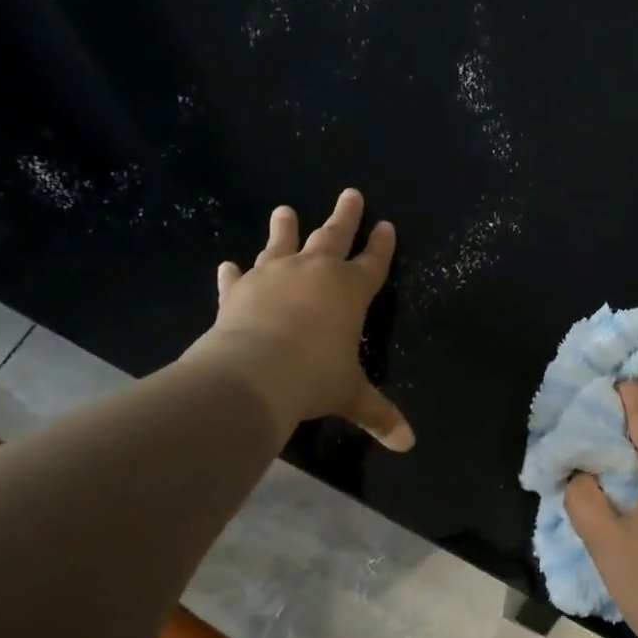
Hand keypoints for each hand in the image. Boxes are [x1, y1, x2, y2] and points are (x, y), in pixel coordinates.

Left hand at [180, 189, 413, 450]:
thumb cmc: (315, 378)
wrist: (253, 374)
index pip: (372, 263)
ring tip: (284, 209)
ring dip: (284, 228)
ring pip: (282, 244)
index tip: (387, 225)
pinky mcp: (238, 291)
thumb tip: (408, 444)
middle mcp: (314, 273)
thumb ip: (379, 414)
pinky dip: (235, 273)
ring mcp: (273, 277)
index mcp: (350, 291)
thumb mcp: (351, 397)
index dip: (382, 246)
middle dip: (345, 216)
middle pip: (333, 237)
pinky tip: (228, 265)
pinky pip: (238, 278)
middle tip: (350, 193)